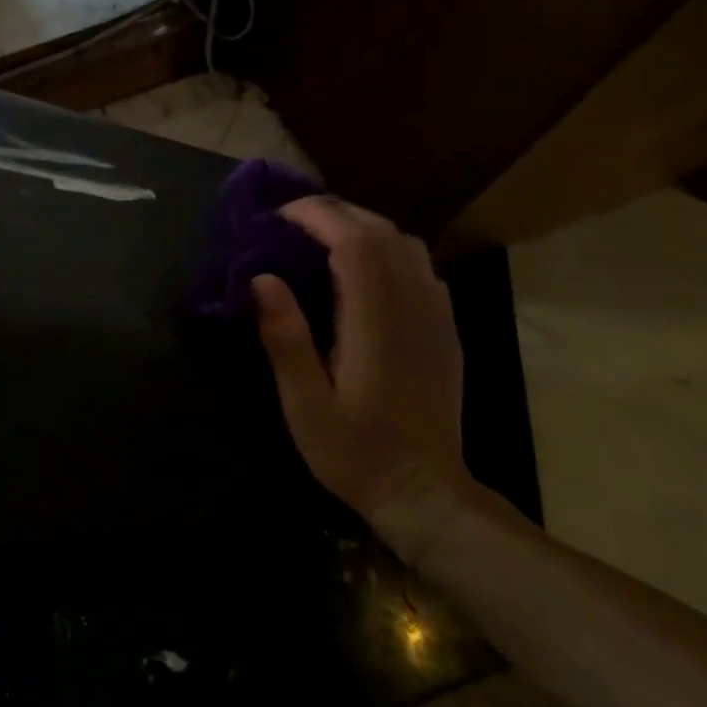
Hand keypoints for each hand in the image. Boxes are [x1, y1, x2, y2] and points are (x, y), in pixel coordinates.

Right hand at [251, 196, 474, 560]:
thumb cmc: (355, 451)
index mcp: (376, 323)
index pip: (355, 243)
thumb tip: (261, 278)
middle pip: (383, 233)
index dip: (317, 217)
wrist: (425, 494)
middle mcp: (413, 308)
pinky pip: (421, 267)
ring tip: (321, 236)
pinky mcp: (445, 329)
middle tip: (291, 220)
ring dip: (363, 226)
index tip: (279, 217)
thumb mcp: (304, 403)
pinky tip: (362, 268)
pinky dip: (387, 249)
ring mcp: (436, 317)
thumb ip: (285, 338)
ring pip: (407, 245)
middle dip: (336, 212)